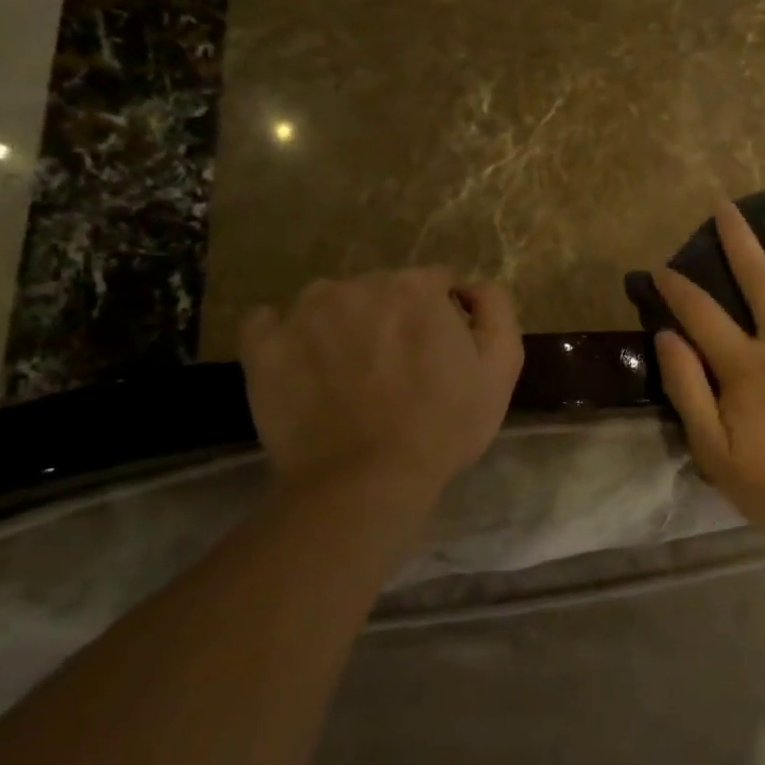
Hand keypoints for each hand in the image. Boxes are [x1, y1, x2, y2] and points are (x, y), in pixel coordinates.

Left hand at [240, 268, 523, 524]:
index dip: (442, 315)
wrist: (365, 481)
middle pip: (382, 289)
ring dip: (343, 323)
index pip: (434, 283)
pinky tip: (302, 364)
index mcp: (415, 287)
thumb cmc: (444, 424)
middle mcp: (358, 285)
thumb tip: (471, 286)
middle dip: (394, 318)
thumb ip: (496, 309)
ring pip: (330, 302)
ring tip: (349, 372)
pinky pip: (269, 322)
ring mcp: (303, 313)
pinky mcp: (262, 346)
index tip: (441, 352)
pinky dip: (286, 336)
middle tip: (399, 368)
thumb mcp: (502, 366)